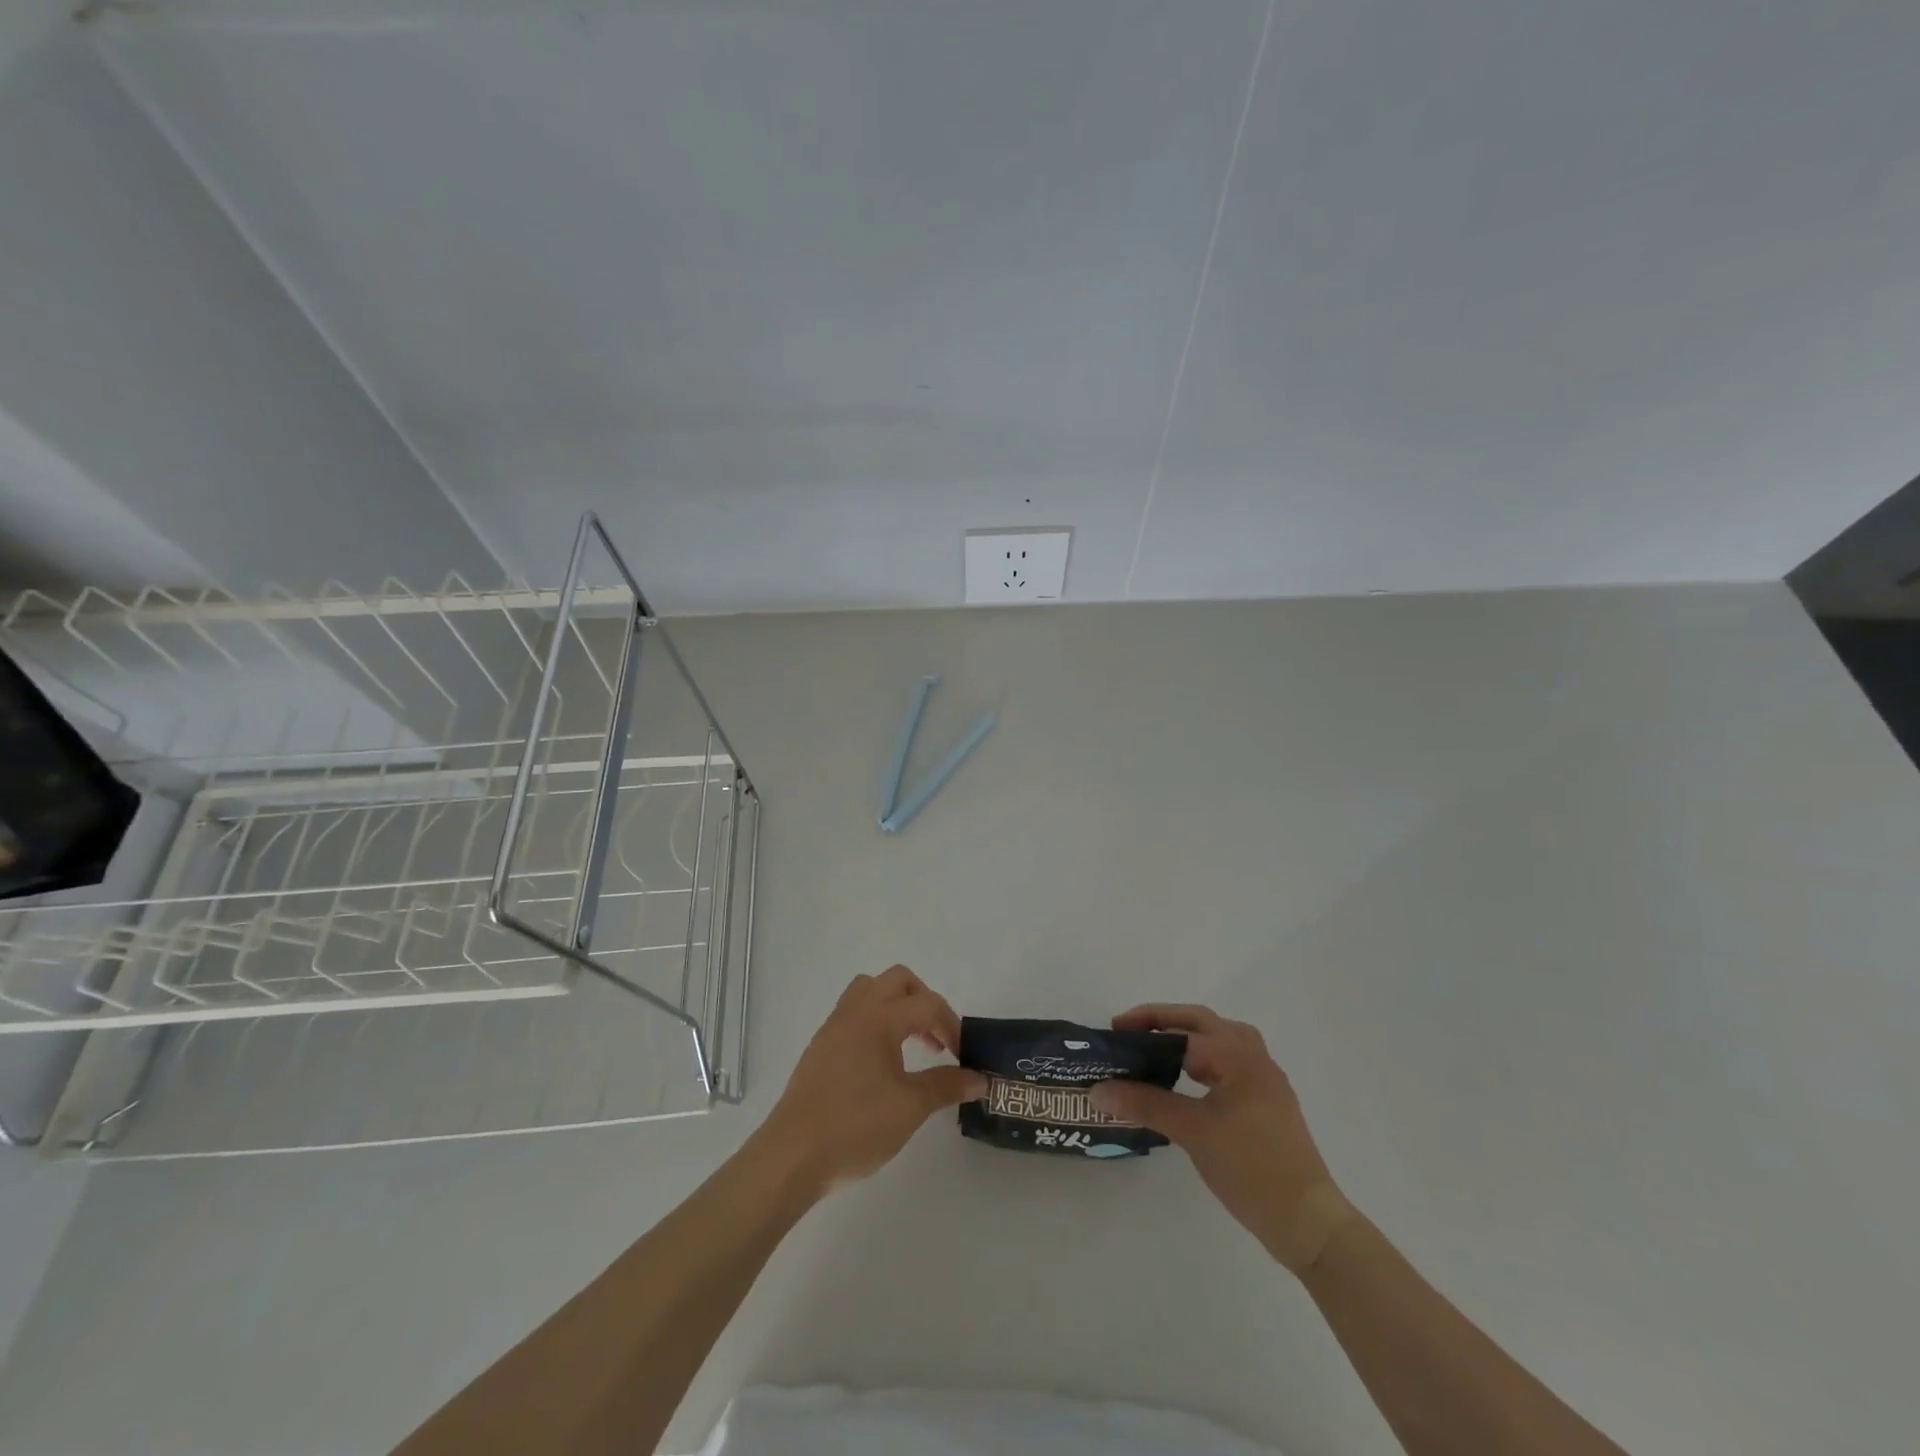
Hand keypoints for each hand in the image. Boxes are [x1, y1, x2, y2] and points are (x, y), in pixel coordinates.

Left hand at [756, 966, 985, 1193]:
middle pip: (898, 980)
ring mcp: (834, 1027)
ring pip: (870, 990)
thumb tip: (980, 1078)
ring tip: (911, 1043)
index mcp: (879, 1018)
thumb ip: (946, 1086)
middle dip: (925, 1001)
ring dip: (897, 1005)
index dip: (952, 1025)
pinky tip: (882, 1061)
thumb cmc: (855, 1127)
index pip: (927, 1004)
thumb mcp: (910, 1108)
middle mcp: (855, 1011)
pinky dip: (876, 1020)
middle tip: (937, 1039)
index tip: (964, 1056)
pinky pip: (853, 1012)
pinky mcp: (820, 1046)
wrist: (792, 1156)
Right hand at [1090, 1004, 1357, 1273]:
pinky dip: (1204, 1058)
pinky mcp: (1268, 1102)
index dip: (1144, 1029)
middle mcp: (1254, 1057)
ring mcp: (1265, 1080)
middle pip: (1203, 1022)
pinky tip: (1188, 1079)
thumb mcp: (1192, 1132)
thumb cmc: (1250, 1168)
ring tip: (1156, 1048)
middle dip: (1164, 1021)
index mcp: (1237, 1056)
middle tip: (1129, 1031)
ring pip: (1221, 1039)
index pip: (1182, 1031)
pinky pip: (1230, 1062)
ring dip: (1188, 1036)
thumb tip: (1098, 1090)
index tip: (1113, 1035)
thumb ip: (1145, 1104)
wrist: (1308, 1221)